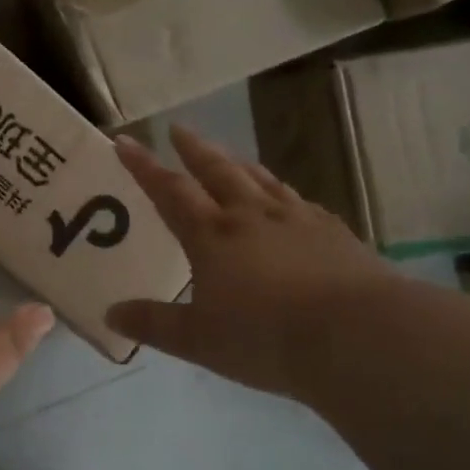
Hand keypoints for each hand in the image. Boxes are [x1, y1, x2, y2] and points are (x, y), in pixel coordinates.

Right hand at [105, 126, 401, 396]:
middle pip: (216, 170)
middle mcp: (250, 215)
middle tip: (177, 129)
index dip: (143, 165)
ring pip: (259, 179)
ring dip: (237, 163)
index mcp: (211, 235)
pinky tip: (288, 201)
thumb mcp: (199, 340)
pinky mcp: (332, 232)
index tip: (125, 141)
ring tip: (228, 155)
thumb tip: (110, 314)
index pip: (169, 190)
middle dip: (193, 149)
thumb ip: (154, 324)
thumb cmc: (267, 338)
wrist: (358, 337)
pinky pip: (299, 202)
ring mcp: (295, 219)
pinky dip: (282, 193)